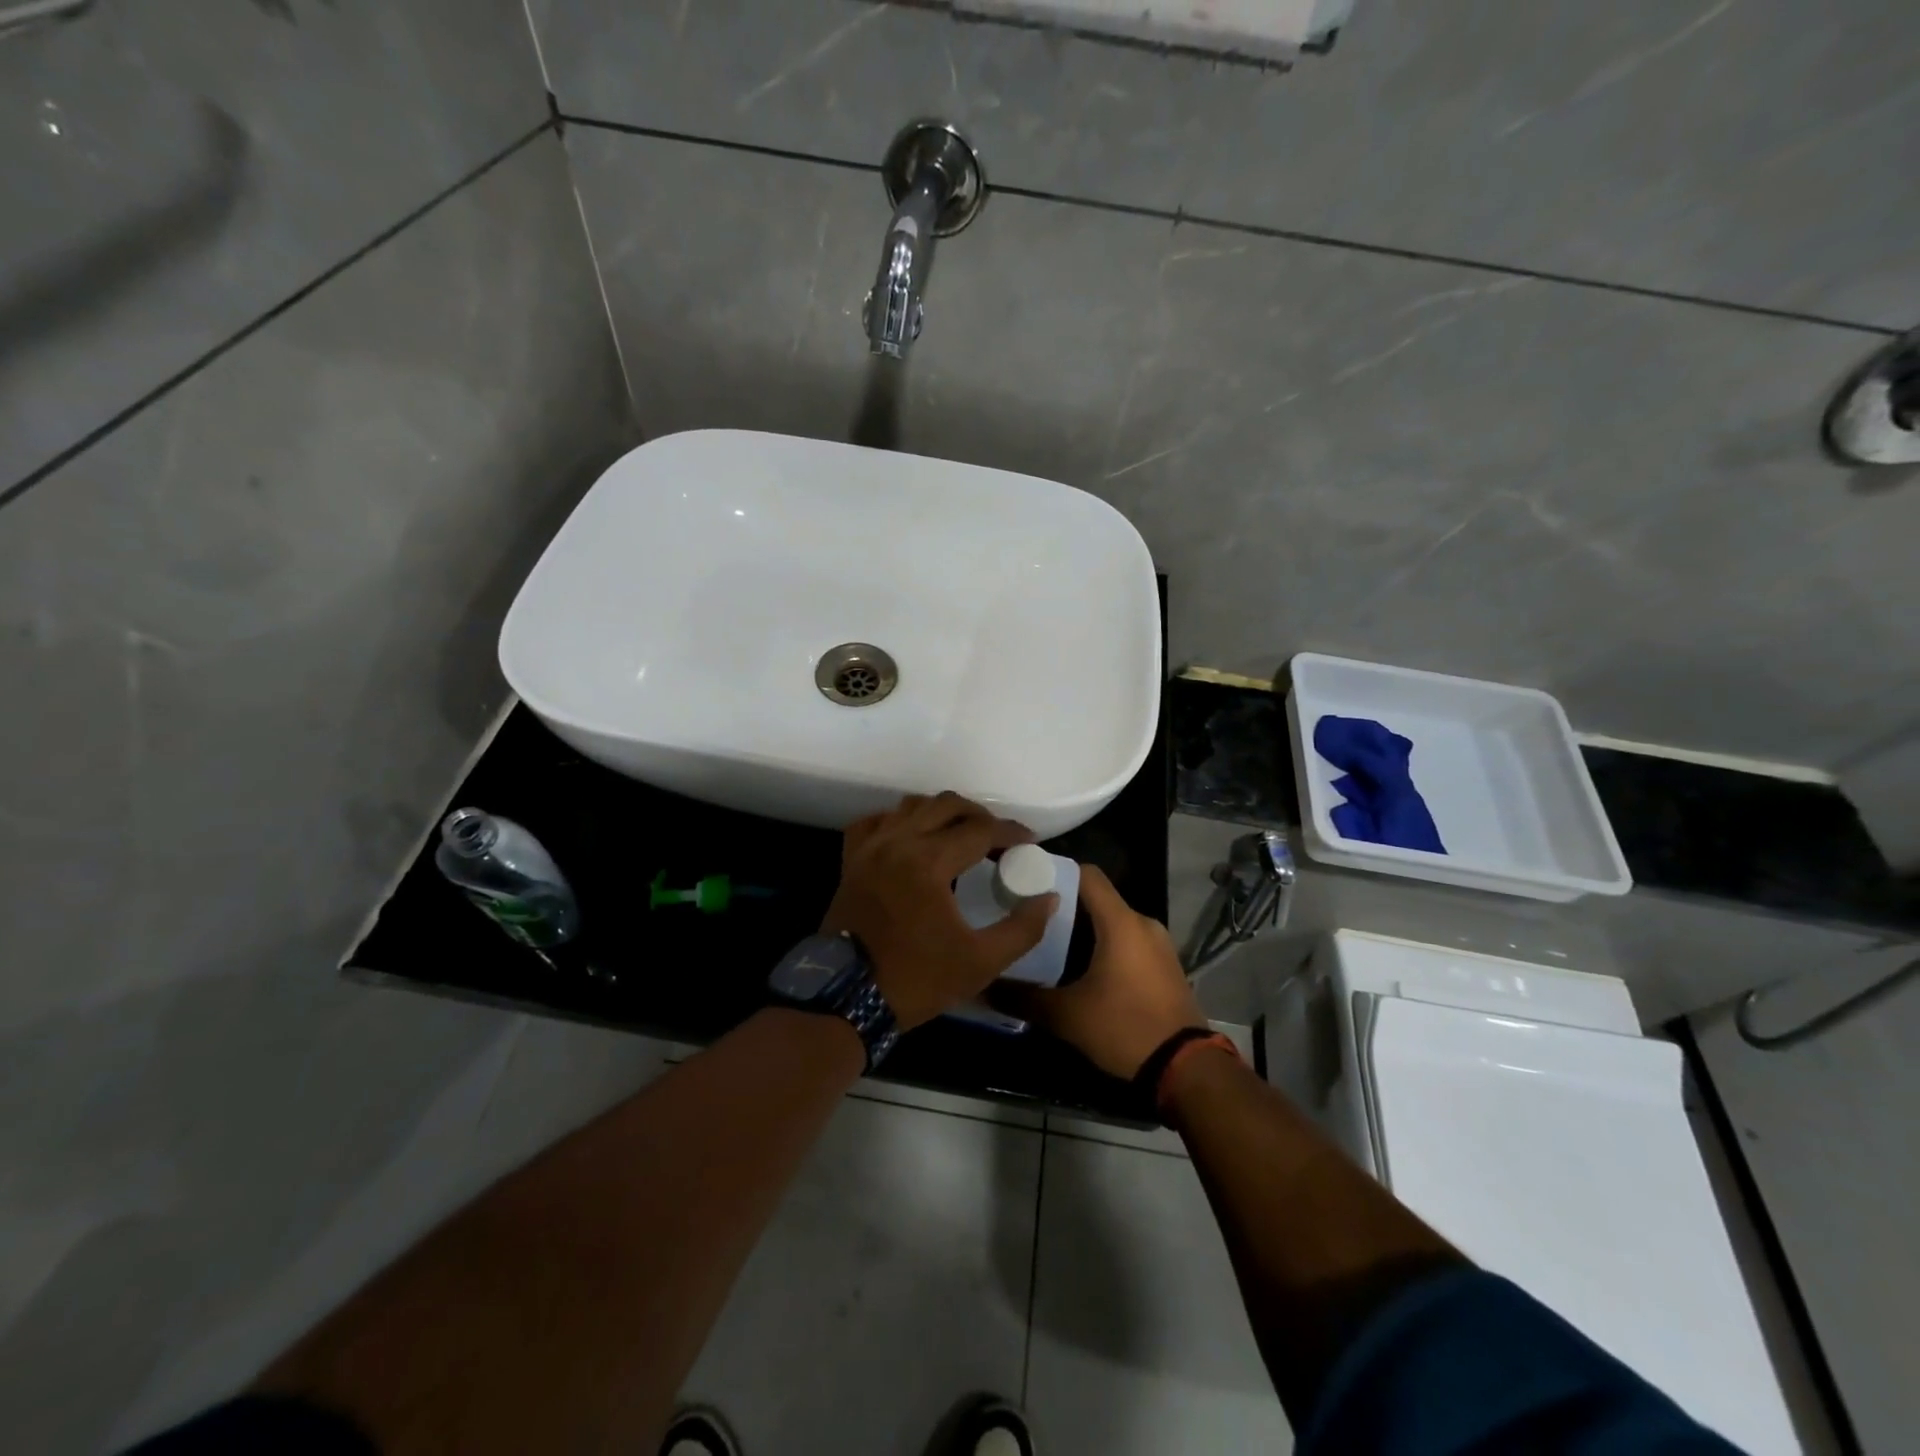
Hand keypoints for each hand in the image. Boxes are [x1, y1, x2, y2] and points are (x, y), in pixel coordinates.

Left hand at [822, 793, 1056, 1030]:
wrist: (847, 998)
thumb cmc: (916, 979)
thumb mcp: (981, 962)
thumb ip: (1022, 928)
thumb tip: (1048, 899)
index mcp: (929, 861)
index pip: (980, 830)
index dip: (1010, 832)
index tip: (1029, 842)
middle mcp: (898, 842)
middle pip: (947, 805)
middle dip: (979, 815)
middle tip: (999, 839)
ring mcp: (870, 848)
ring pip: (911, 806)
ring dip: (941, 813)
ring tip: (960, 835)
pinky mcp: (851, 860)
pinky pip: (875, 822)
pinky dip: (898, 821)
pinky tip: (911, 838)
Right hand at [992, 865, 1207, 1078]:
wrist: (1187, 1069)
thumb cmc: (1125, 1028)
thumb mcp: (1067, 1016)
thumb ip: (1023, 998)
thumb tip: (983, 988)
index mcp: (1121, 922)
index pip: (1087, 875)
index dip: (1055, 872)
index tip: (1026, 884)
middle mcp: (1143, 923)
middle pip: (1097, 899)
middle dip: (1062, 906)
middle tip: (1027, 918)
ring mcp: (1158, 944)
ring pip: (1112, 921)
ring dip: (1083, 929)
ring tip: (1047, 944)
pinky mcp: (1164, 965)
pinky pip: (1128, 941)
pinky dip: (1103, 945)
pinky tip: (1080, 969)